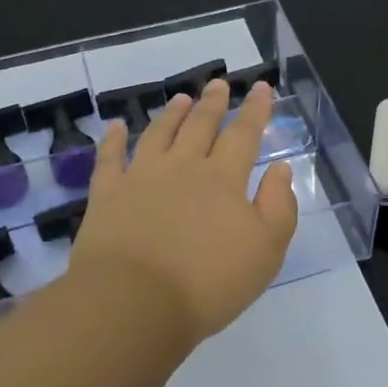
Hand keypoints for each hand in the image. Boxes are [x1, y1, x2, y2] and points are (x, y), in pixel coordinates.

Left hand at [70, 79, 299, 342]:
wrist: (134, 303)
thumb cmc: (208, 282)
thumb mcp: (265, 251)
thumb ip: (278, 206)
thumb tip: (279, 169)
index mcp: (223, 179)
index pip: (244, 135)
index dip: (255, 110)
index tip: (261, 87)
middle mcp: (183, 167)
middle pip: (200, 126)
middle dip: (213, 103)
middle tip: (218, 84)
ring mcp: (141, 177)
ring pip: (159, 134)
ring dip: (172, 114)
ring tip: (181, 98)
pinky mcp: (107, 195)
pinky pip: (110, 158)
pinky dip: (113, 140)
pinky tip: (116, 127)